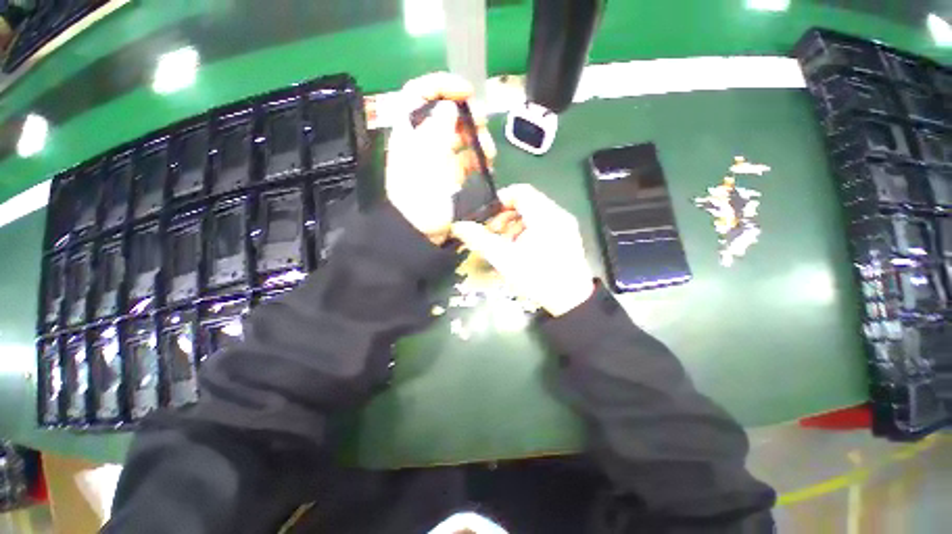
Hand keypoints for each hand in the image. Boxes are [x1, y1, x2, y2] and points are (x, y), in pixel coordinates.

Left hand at [386, 72, 496, 244]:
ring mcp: (438, 159)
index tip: (467, 93)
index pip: (419, 94)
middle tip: (483, 125)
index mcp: (411, 133)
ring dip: (476, 138)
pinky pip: (465, 158)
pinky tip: (486, 165)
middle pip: (444, 114)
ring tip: (489, 151)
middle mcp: (423, 142)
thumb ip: (437, 132)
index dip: (442, 86)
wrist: (420, 234)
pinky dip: (477, 158)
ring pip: (459, 136)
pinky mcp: (450, 175)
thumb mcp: (427, 164)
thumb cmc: (420, 200)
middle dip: (466, 115)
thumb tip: (448, 107)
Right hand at [451, 184, 594, 316]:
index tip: (487, 216)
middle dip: (505, 216)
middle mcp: (557, 214)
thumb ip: (480, 240)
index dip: (500, 200)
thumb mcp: (504, 259)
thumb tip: (458, 226)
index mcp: (545, 215)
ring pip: (534, 215)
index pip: (520, 191)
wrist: (571, 301)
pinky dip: (528, 232)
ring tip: (506, 245)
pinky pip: (543, 224)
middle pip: (527, 203)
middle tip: (493, 234)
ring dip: (515, 225)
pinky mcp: (567, 236)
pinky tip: (521, 250)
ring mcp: (565, 226)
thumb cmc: (537, 277)